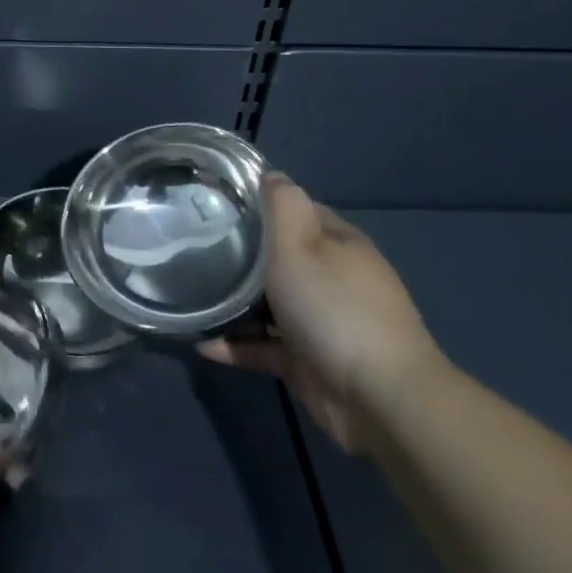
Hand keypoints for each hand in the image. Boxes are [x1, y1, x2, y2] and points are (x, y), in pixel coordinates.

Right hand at [200, 174, 446, 454]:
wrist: (380, 399)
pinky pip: (265, 346)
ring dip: (234, 302)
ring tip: (191, 295)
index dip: (257, 204)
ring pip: (269, 303)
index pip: (295, 210)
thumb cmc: (334, 308)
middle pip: (279, 257)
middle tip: (193, 248)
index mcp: (337, 243)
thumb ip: (282, 205)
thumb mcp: (301, 244)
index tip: (214, 202)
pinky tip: (203, 344)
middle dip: (240, 253)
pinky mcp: (309, 362)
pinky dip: (237, 344)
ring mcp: (322, 322)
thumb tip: (269, 173)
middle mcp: (333, 278)